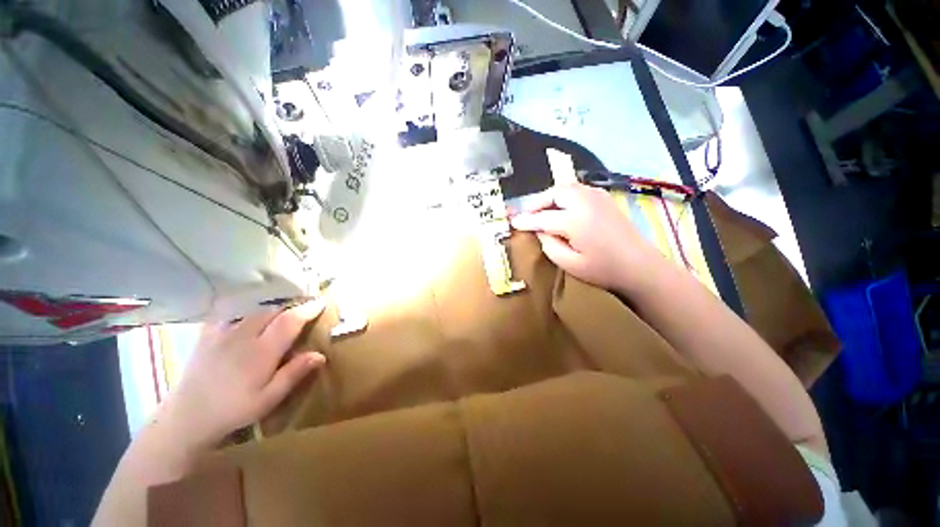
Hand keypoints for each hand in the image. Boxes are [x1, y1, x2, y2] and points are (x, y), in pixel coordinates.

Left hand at [161, 300, 327, 447]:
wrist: (186, 417)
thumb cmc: (233, 410)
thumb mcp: (269, 398)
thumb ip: (294, 374)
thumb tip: (320, 354)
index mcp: (262, 351)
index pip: (290, 320)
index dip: (308, 309)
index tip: (322, 301)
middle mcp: (244, 335)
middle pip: (273, 311)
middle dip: (291, 309)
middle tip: (303, 314)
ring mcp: (223, 333)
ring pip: (254, 311)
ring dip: (272, 310)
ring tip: (279, 316)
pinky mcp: (208, 335)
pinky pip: (230, 313)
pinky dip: (245, 310)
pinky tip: (247, 317)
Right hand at [510, 183, 663, 291]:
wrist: (639, 266)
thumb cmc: (603, 270)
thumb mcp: (570, 264)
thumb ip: (549, 245)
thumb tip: (540, 231)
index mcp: (575, 221)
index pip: (542, 218)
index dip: (526, 220)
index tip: (513, 222)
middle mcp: (585, 202)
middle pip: (553, 194)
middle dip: (537, 203)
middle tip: (527, 215)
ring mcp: (597, 197)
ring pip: (565, 188)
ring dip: (549, 197)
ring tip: (541, 210)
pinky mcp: (604, 198)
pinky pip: (578, 189)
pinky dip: (564, 195)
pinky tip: (562, 207)